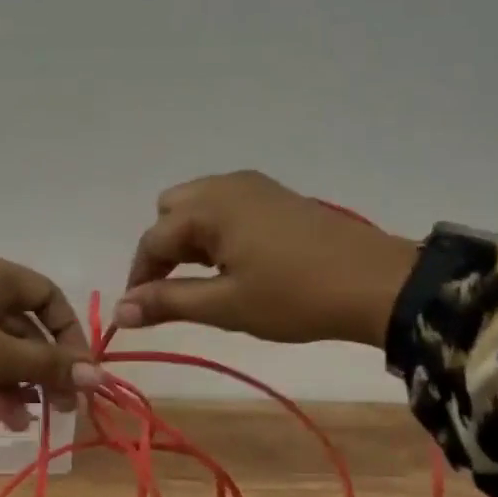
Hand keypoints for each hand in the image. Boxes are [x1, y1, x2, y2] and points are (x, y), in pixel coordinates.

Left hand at [0, 253, 100, 429]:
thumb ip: (49, 364)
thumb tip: (100, 375)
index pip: (48, 296)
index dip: (70, 334)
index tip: (82, 372)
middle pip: (27, 325)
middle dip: (47, 367)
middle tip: (66, 405)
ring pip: (3, 347)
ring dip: (22, 383)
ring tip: (30, 420)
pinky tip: (5, 418)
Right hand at [117, 171, 420, 347]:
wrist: (377, 283)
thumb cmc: (295, 296)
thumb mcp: (227, 305)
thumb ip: (169, 302)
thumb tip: (120, 309)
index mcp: (209, 207)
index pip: (153, 240)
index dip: (140, 276)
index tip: (136, 311)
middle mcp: (225, 185)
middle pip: (171, 211)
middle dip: (163, 248)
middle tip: (173, 289)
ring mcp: (254, 186)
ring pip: (199, 206)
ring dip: (189, 239)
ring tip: (204, 279)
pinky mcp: (276, 196)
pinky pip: (226, 206)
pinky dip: (215, 230)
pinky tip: (234, 262)